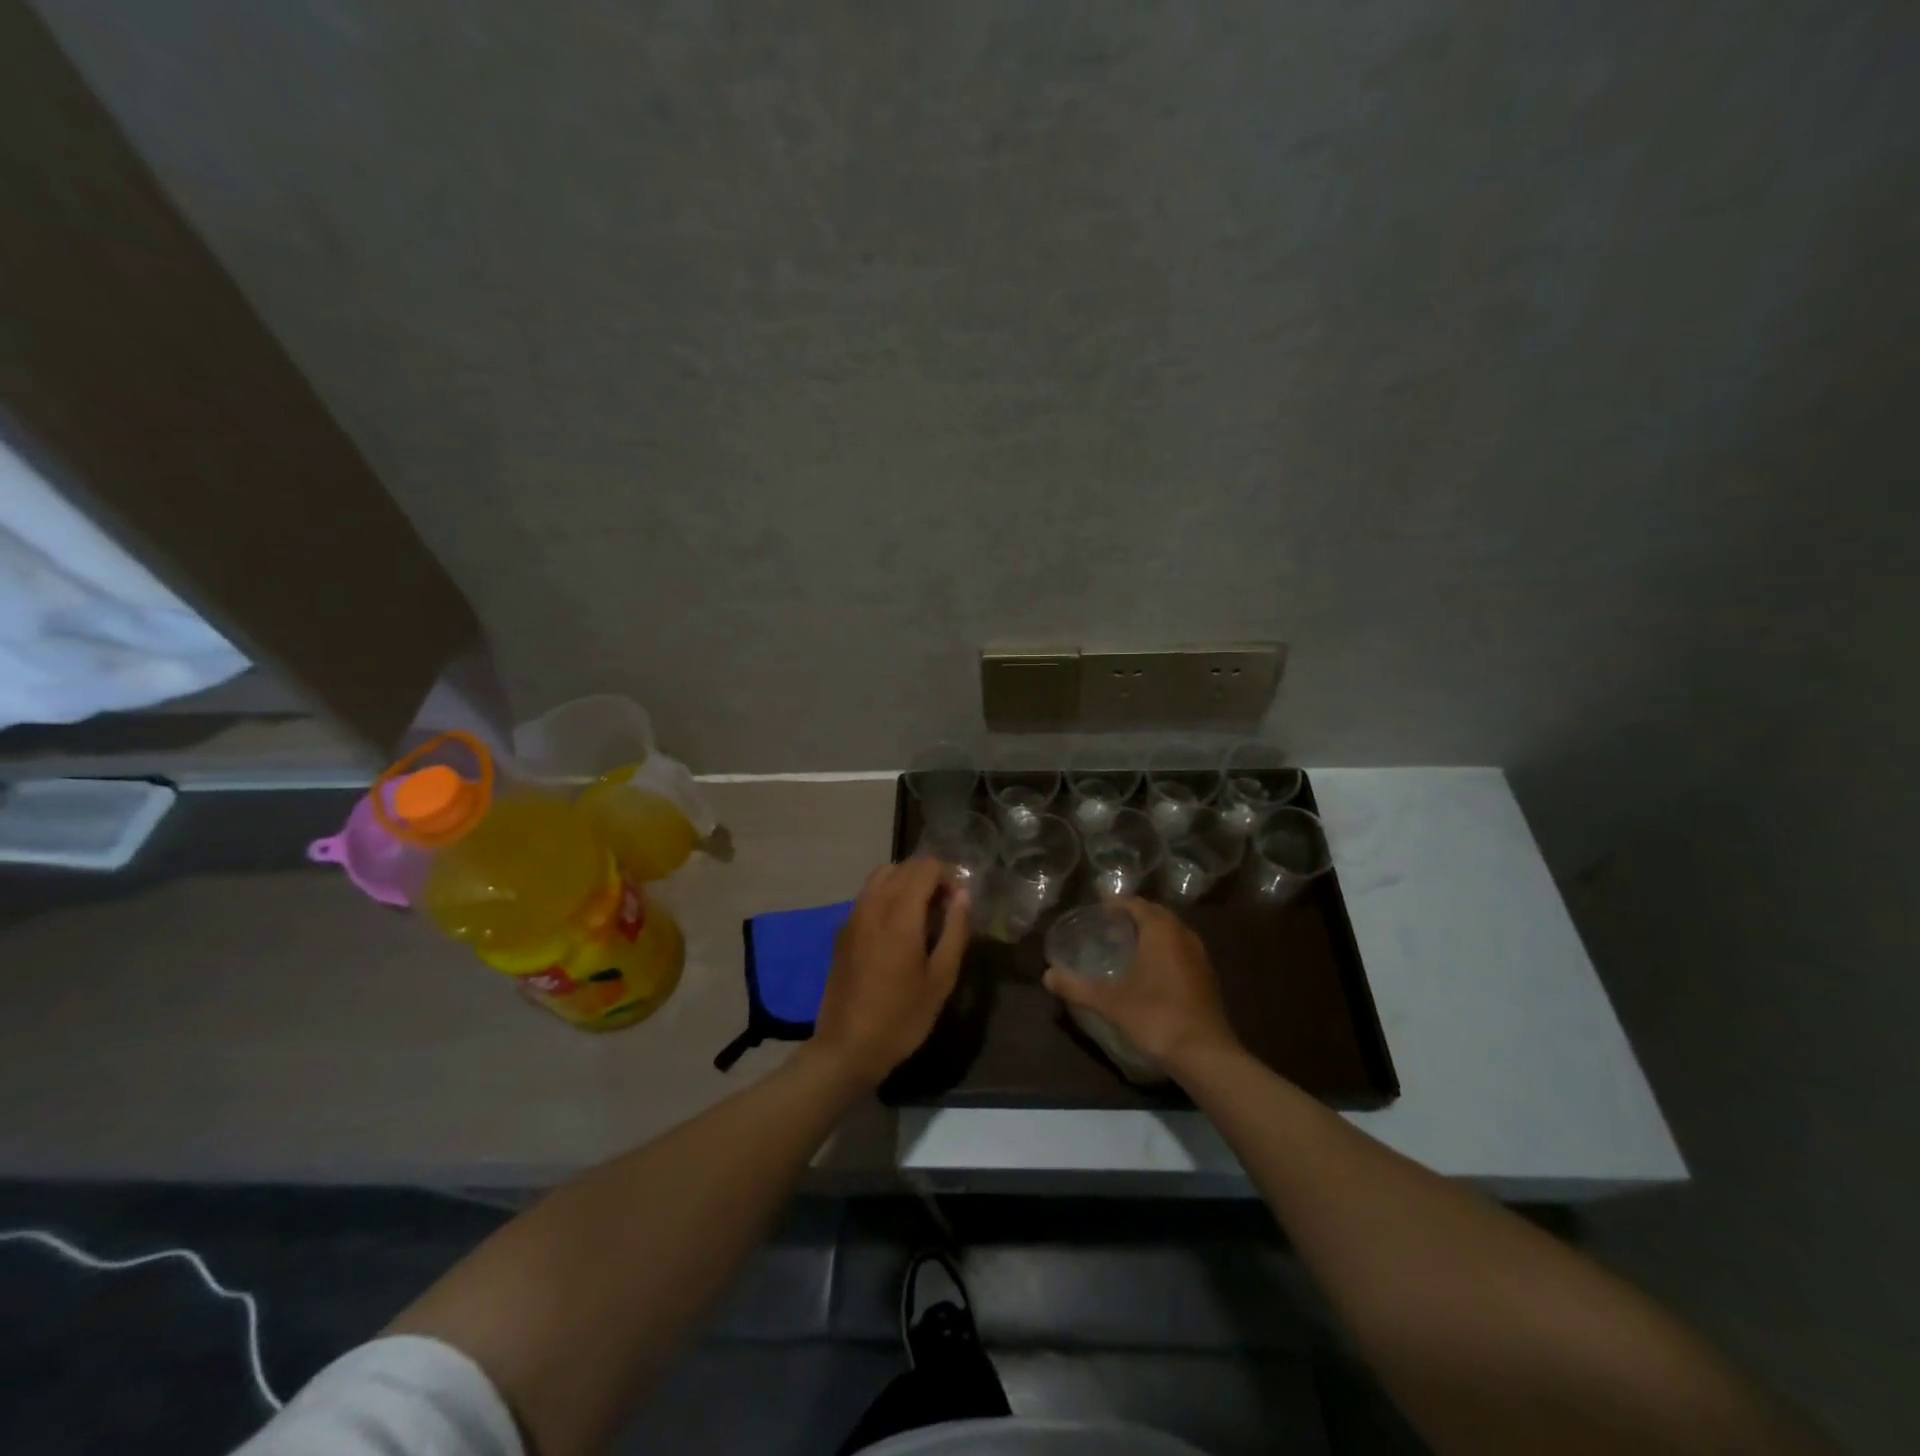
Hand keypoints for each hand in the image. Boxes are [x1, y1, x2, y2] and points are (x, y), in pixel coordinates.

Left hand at [810, 859, 970, 1088]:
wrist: (847, 1047)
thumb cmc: (901, 1017)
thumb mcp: (941, 979)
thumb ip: (955, 931)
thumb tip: (963, 896)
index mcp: (900, 914)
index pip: (925, 867)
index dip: (948, 875)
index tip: (958, 902)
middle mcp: (873, 905)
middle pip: (903, 867)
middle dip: (929, 877)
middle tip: (945, 907)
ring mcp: (853, 916)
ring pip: (881, 877)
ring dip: (906, 882)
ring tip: (923, 914)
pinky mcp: (843, 931)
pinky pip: (868, 896)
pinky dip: (887, 895)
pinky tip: (898, 928)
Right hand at [1042, 898, 1240, 1076]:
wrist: (1205, 1054)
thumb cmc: (1156, 1017)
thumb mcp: (1110, 1002)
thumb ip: (1076, 986)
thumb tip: (1047, 975)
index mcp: (1161, 931)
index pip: (1137, 904)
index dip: (1116, 904)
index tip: (1097, 908)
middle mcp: (1183, 935)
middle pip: (1156, 914)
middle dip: (1133, 916)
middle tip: (1107, 926)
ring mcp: (1199, 956)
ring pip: (1171, 932)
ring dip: (1150, 932)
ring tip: (1126, 945)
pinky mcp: (1206, 977)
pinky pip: (1180, 950)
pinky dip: (1163, 950)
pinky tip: (1149, 971)